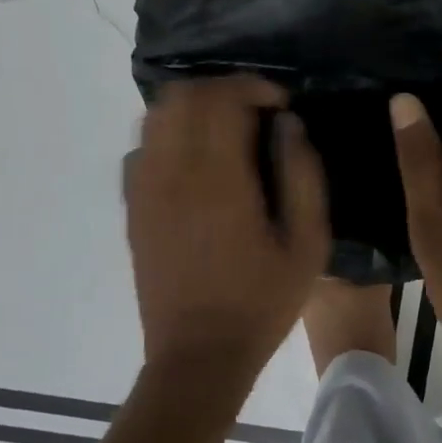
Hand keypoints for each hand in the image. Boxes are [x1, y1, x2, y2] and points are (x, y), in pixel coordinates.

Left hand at [126, 76, 329, 381]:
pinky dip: (170, 135)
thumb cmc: (260, 302)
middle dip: (223, 89)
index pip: (222, 98)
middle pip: (183, 95)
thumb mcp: (308, 244)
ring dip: (194, 107)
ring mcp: (145, 189)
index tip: (280, 104)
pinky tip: (196, 161)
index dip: (253, 86)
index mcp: (218, 180)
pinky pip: (142, 147)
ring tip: (227, 128)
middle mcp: (172, 173)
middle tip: (256, 111)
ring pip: (156, 115)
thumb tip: (289, 125)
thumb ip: (303, 175)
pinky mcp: (133, 208)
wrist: (198, 356)